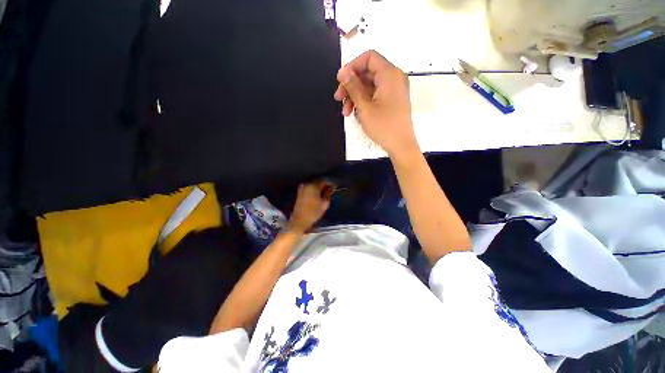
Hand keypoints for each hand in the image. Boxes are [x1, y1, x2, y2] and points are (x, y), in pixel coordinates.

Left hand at [288, 181, 333, 233]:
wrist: (300, 220)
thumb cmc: (313, 213)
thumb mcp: (325, 204)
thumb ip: (328, 194)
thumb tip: (331, 188)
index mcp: (313, 186)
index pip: (324, 180)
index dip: (330, 183)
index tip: (335, 187)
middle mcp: (307, 184)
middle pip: (318, 181)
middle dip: (325, 184)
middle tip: (331, 189)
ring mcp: (302, 188)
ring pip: (313, 184)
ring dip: (319, 187)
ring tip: (325, 192)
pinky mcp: (299, 192)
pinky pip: (309, 187)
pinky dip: (314, 189)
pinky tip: (318, 194)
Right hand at [334, 50, 418, 156]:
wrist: (400, 145)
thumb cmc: (384, 126)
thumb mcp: (364, 107)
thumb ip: (353, 87)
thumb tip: (343, 72)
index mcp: (390, 74)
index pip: (369, 58)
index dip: (352, 66)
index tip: (340, 80)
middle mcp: (394, 78)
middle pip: (367, 73)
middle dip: (351, 85)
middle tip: (339, 99)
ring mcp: (393, 90)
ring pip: (369, 86)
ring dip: (355, 96)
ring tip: (346, 112)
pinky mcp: (392, 101)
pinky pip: (375, 95)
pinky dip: (364, 102)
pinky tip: (356, 113)